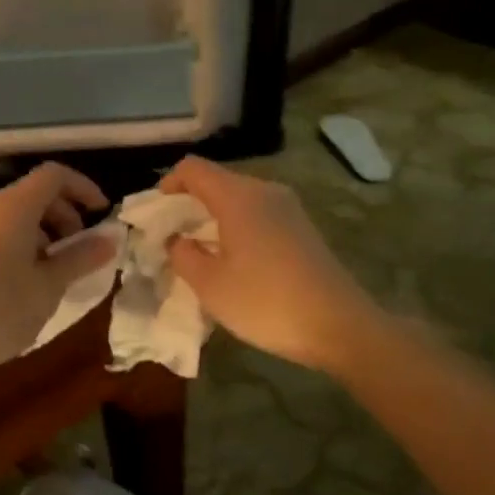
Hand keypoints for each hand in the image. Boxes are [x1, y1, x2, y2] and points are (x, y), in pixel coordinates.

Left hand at [0, 163, 116, 383]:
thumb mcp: (48, 286)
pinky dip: (25, 242)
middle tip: (82, 249)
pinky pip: (1, 230)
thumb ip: (80, 258)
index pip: (54, 175)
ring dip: (47, 232)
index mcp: (13, 207)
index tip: (103, 214)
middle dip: (66, 214)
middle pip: (36, 193)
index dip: (84, 188)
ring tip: (60, 269)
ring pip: (18, 214)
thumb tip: (110, 239)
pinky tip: (31, 280)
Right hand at [160, 156, 376, 373]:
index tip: (155, 214)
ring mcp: (288, 208)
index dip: (168, 184)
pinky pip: (258, 214)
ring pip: (238, 198)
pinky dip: (236, 226)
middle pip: (216, 181)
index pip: (193, 169)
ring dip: (213, 217)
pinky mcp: (302, 227)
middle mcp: (264, 191)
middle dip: (189, 203)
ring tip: (199, 251)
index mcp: (238, 197)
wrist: (339, 325)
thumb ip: (183, 255)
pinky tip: (233, 260)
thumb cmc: (265, 302)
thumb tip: (177, 239)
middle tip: (171, 237)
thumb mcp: (209, 285)